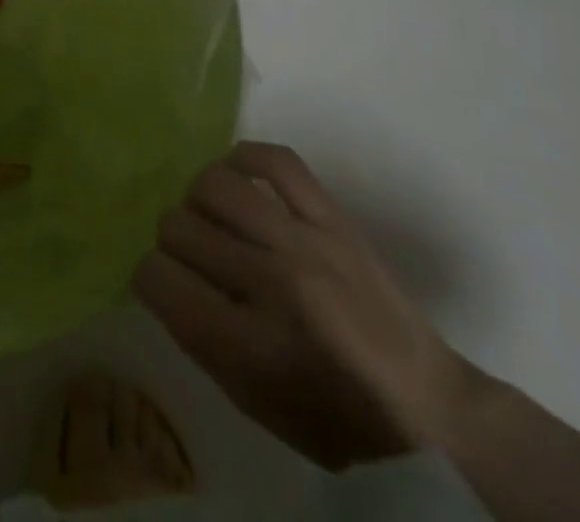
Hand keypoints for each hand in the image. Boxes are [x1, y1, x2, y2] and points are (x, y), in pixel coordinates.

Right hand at [134, 143, 479, 471]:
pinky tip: (240, 178)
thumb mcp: (251, 400)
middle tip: (195, 259)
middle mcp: (271, 283)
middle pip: (177, 225)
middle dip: (173, 243)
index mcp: (247, 345)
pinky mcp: (333, 217)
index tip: (165, 285)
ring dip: (199, 202)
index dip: (149, 278)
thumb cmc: (333, 420)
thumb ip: (197, 333)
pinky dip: (245, 158)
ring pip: (213, 185)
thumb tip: (161, 272)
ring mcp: (305, 242)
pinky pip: (274, 159)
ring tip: (215, 220)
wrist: (430, 412)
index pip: (156, 276)